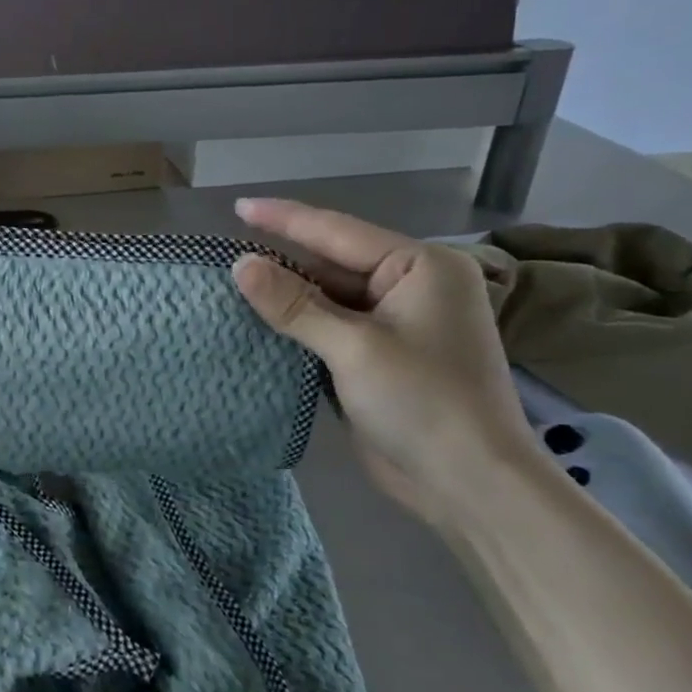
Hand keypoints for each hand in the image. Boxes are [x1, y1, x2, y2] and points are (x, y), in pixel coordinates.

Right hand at [231, 200, 539, 527]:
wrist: (469, 485)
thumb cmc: (423, 403)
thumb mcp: (353, 347)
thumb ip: (294, 304)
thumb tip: (239, 265)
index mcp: (419, 268)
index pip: (338, 233)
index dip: (283, 220)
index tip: (237, 206)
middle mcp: (411, 287)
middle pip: (330, 265)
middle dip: (280, 263)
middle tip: (222, 258)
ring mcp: (396, 324)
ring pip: (327, 299)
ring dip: (285, 298)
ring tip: (229, 287)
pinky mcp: (380, 358)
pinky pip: (329, 329)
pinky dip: (297, 328)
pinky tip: (258, 324)